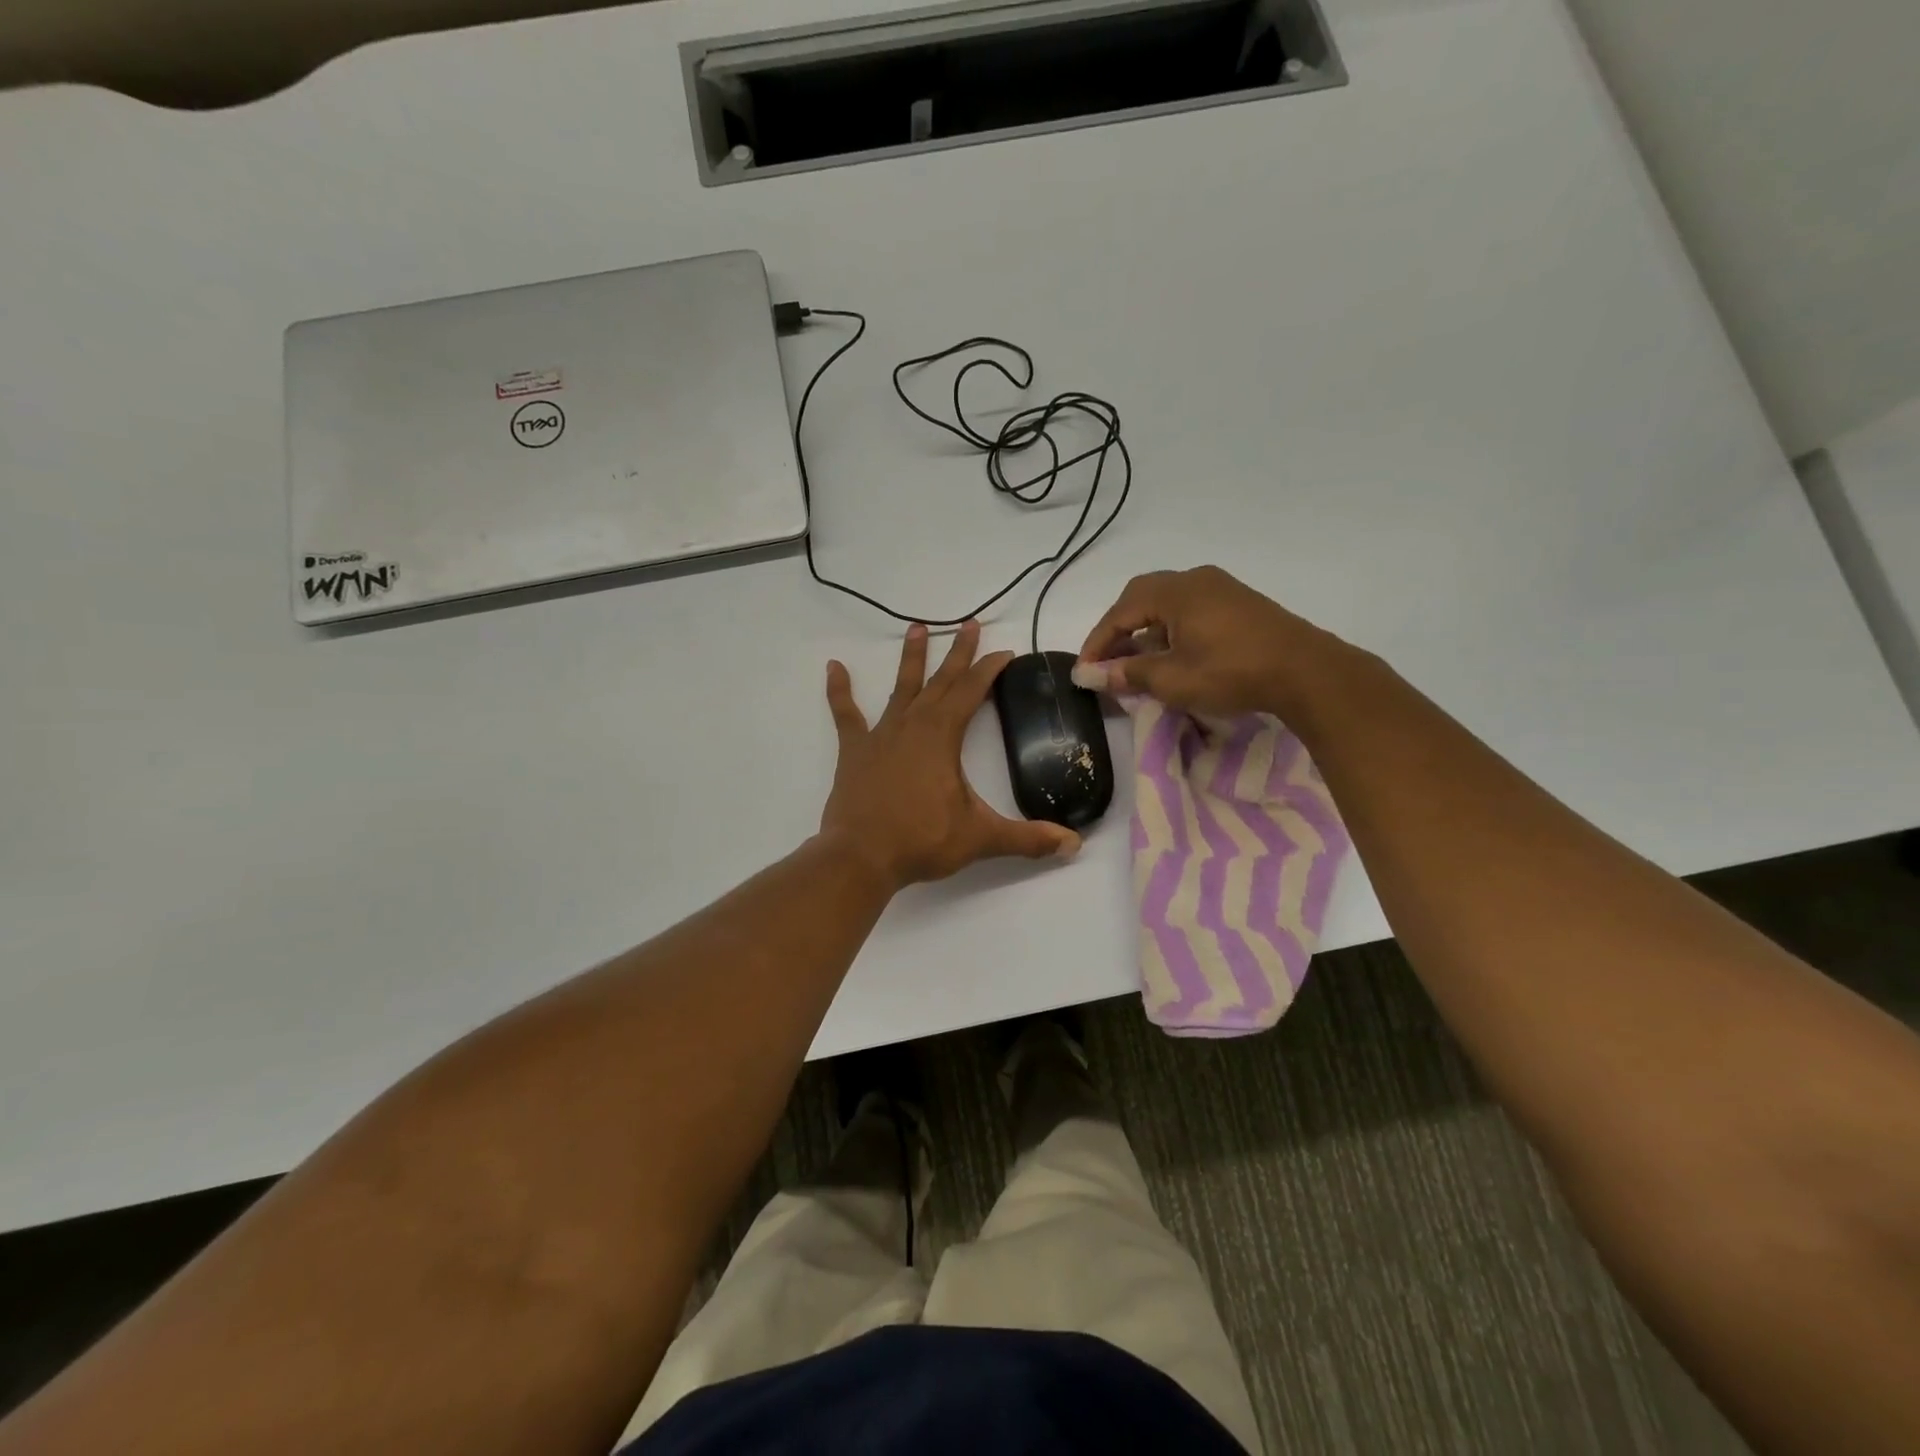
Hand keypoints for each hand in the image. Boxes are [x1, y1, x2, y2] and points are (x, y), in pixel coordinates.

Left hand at [822, 621, 1081, 889]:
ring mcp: (880, 735)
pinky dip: (839, 691)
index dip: (989, 669)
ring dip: (911, 658)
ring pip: (900, 688)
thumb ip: (1027, 839)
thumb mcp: (980, 838)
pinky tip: (834, 667)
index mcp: (942, 736)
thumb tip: (1073, 845)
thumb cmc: (921, 841)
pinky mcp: (854, 751)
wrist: (860, 857)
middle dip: (959, 653)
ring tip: (917, 627)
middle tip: (970, 623)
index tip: (1004, 651)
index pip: (971, 691)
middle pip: (941, 681)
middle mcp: (912, 725)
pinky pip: (846, 715)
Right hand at [1073, 565, 1347, 718]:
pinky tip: (1173, 655)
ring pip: (1167, 603)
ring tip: (1137, 662)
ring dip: (1145, 630)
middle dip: (1119, 630)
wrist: (1307, 672)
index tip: (1084, 671)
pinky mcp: (1239, 603)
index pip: (1120, 612)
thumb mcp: (1172, 679)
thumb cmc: (1232, 672)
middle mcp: (1195, 579)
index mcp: (1175, 591)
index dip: (1097, 642)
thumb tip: (1090, 676)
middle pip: (1141, 598)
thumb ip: (1128, 674)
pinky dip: (1170, 630)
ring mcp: (1221, 588)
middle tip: (1108, 661)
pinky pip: (1190, 609)